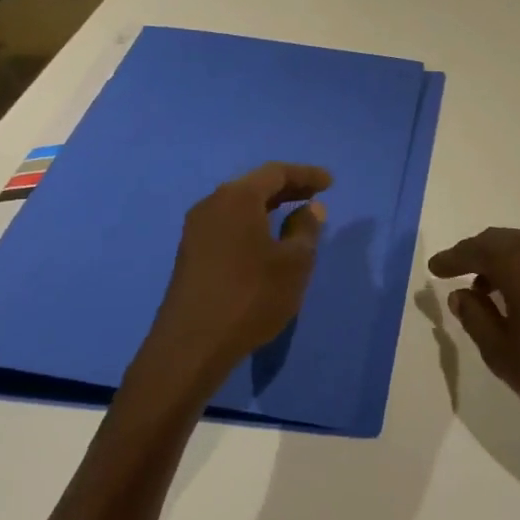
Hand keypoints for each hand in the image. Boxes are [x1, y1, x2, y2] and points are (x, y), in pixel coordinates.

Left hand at [137, 163, 331, 402]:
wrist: (191, 346)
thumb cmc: (250, 297)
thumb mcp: (294, 264)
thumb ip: (306, 230)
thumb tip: (311, 209)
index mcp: (237, 198)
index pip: (276, 173)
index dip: (306, 175)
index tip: (329, 182)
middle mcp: (212, 204)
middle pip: (254, 186)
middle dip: (287, 188)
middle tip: (315, 195)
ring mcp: (196, 230)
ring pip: (239, 206)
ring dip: (268, 207)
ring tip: (295, 216)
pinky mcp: (191, 254)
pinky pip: (228, 225)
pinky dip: (252, 224)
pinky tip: (266, 242)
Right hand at [428, 229, 519, 460]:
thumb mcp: (503, 353)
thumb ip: (476, 317)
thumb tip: (462, 293)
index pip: (475, 249)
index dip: (451, 258)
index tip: (434, 268)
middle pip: (502, 241)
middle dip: (477, 255)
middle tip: (457, 274)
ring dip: (504, 263)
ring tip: (488, 293)